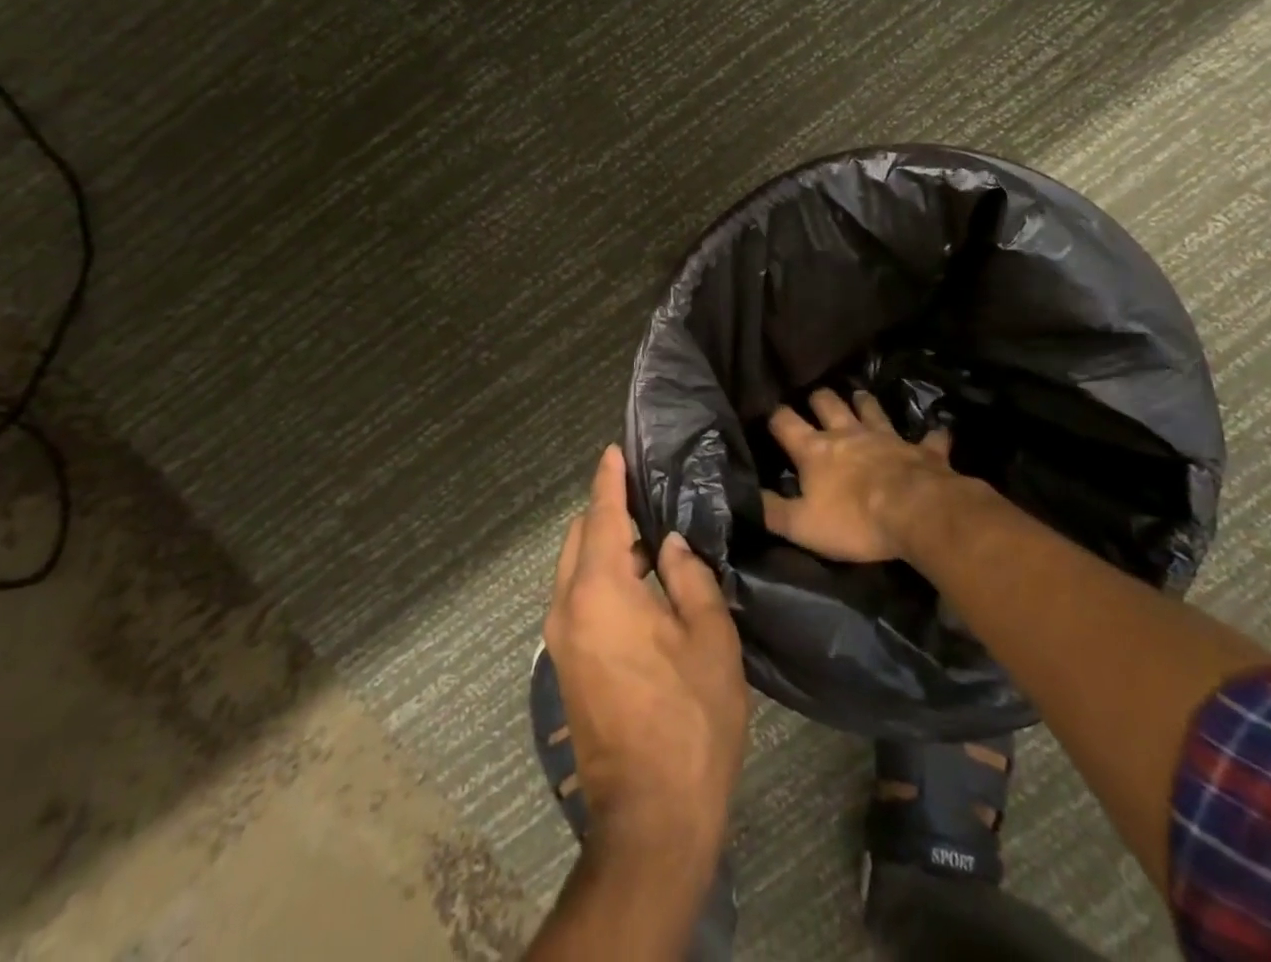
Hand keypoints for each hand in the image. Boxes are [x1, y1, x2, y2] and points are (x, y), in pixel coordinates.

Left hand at [543, 445, 748, 858]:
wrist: (650, 820)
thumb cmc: (689, 720)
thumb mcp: (710, 639)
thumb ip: (691, 579)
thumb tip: (672, 546)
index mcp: (598, 592)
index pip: (600, 515)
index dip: (609, 479)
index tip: (614, 450)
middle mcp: (567, 608)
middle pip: (578, 539)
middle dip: (606, 513)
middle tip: (646, 499)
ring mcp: (560, 642)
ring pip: (575, 571)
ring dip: (604, 549)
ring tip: (648, 540)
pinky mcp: (566, 669)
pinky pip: (578, 601)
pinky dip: (600, 579)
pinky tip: (638, 586)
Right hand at [760, 388, 966, 562]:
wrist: (917, 514)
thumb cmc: (855, 521)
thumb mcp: (802, 525)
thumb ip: (771, 511)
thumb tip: (744, 495)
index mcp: (815, 450)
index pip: (785, 422)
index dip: (774, 416)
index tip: (769, 415)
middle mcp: (848, 434)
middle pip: (827, 403)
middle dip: (818, 398)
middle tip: (815, 399)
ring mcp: (887, 437)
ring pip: (871, 409)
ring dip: (864, 403)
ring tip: (860, 397)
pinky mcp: (922, 450)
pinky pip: (930, 438)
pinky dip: (932, 435)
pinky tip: (937, 432)